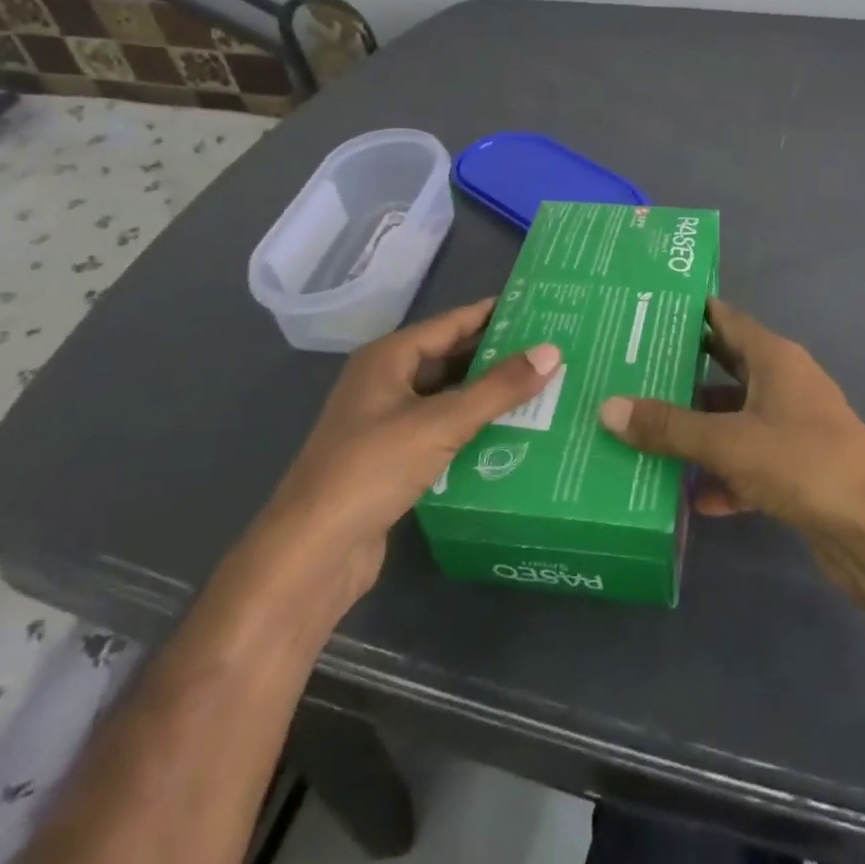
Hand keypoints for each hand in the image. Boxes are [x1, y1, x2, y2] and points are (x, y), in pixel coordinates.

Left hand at [262, 299, 560, 600]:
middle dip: (497, 356)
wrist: (312, 555)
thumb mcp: (442, 423)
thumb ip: (499, 388)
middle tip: (551, 351)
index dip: (493, 314)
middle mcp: (385, 383)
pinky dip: (474, 429)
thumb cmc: (372, 469)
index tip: (540, 309)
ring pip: (448, 397)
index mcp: (388, 359)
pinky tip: (512, 434)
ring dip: (488, 395)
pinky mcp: (393, 461)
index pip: (451, 323)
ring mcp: (386, 423)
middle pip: (450, 358)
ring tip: (543, 389)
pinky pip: (443, 431)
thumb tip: (552, 351)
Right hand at [598, 299, 864, 541]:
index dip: (687, 313)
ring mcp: (792, 426)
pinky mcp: (796, 468)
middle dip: (680, 373)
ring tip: (642, 433)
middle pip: (724, 368)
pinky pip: (747, 461)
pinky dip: (722, 474)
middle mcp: (784, 384)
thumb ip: (669, 426)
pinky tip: (688, 496)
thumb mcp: (729, 442)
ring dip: (697, 429)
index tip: (643, 312)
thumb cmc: (803, 464)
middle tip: (628, 372)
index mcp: (775, 358)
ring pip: (733, 418)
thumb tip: (608, 407)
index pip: (725, 319)